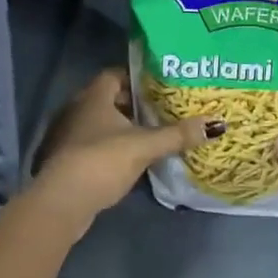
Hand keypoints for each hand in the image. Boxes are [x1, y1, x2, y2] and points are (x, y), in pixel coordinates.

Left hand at [27, 68, 219, 235]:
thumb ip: (177, 134)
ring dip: (120, 128)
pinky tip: (128, 160)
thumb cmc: (101, 161)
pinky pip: (91, 145)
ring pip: (99, 124)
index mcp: (93, 96)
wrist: (61, 203)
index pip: (115, 74)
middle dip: (133, 104)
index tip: (159, 86)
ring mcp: (66, 136)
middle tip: (160, 110)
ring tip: (149, 135)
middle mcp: (75, 109)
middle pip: (108, 99)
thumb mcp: (145, 146)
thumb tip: (216, 124)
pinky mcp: (64, 160)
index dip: (137, 78)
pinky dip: (109, 148)